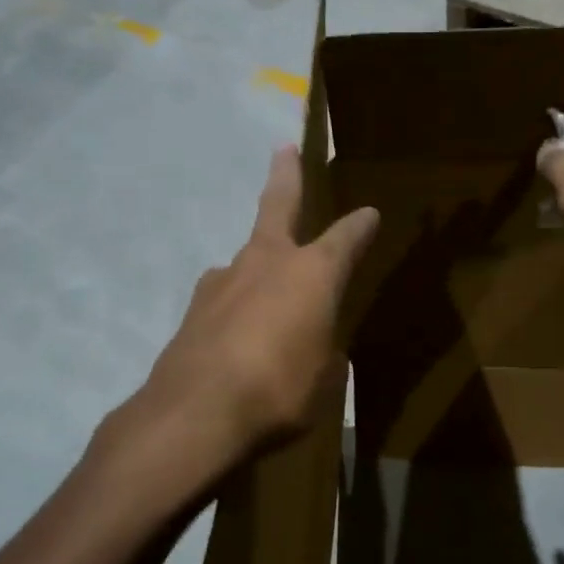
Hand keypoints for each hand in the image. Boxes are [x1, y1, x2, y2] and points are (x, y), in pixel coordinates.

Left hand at [140, 145, 379, 463]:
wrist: (195, 414)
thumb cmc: (279, 391)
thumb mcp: (323, 378)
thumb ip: (323, 352)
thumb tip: (318, 347)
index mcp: (311, 273)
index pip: (345, 239)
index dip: (360, 226)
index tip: (370, 214)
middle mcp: (266, 262)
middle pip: (277, 205)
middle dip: (285, 176)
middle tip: (283, 150)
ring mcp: (223, 281)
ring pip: (247, 258)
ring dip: (259, 262)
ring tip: (266, 290)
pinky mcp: (193, 309)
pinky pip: (226, 299)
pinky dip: (236, 308)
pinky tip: (236, 336)